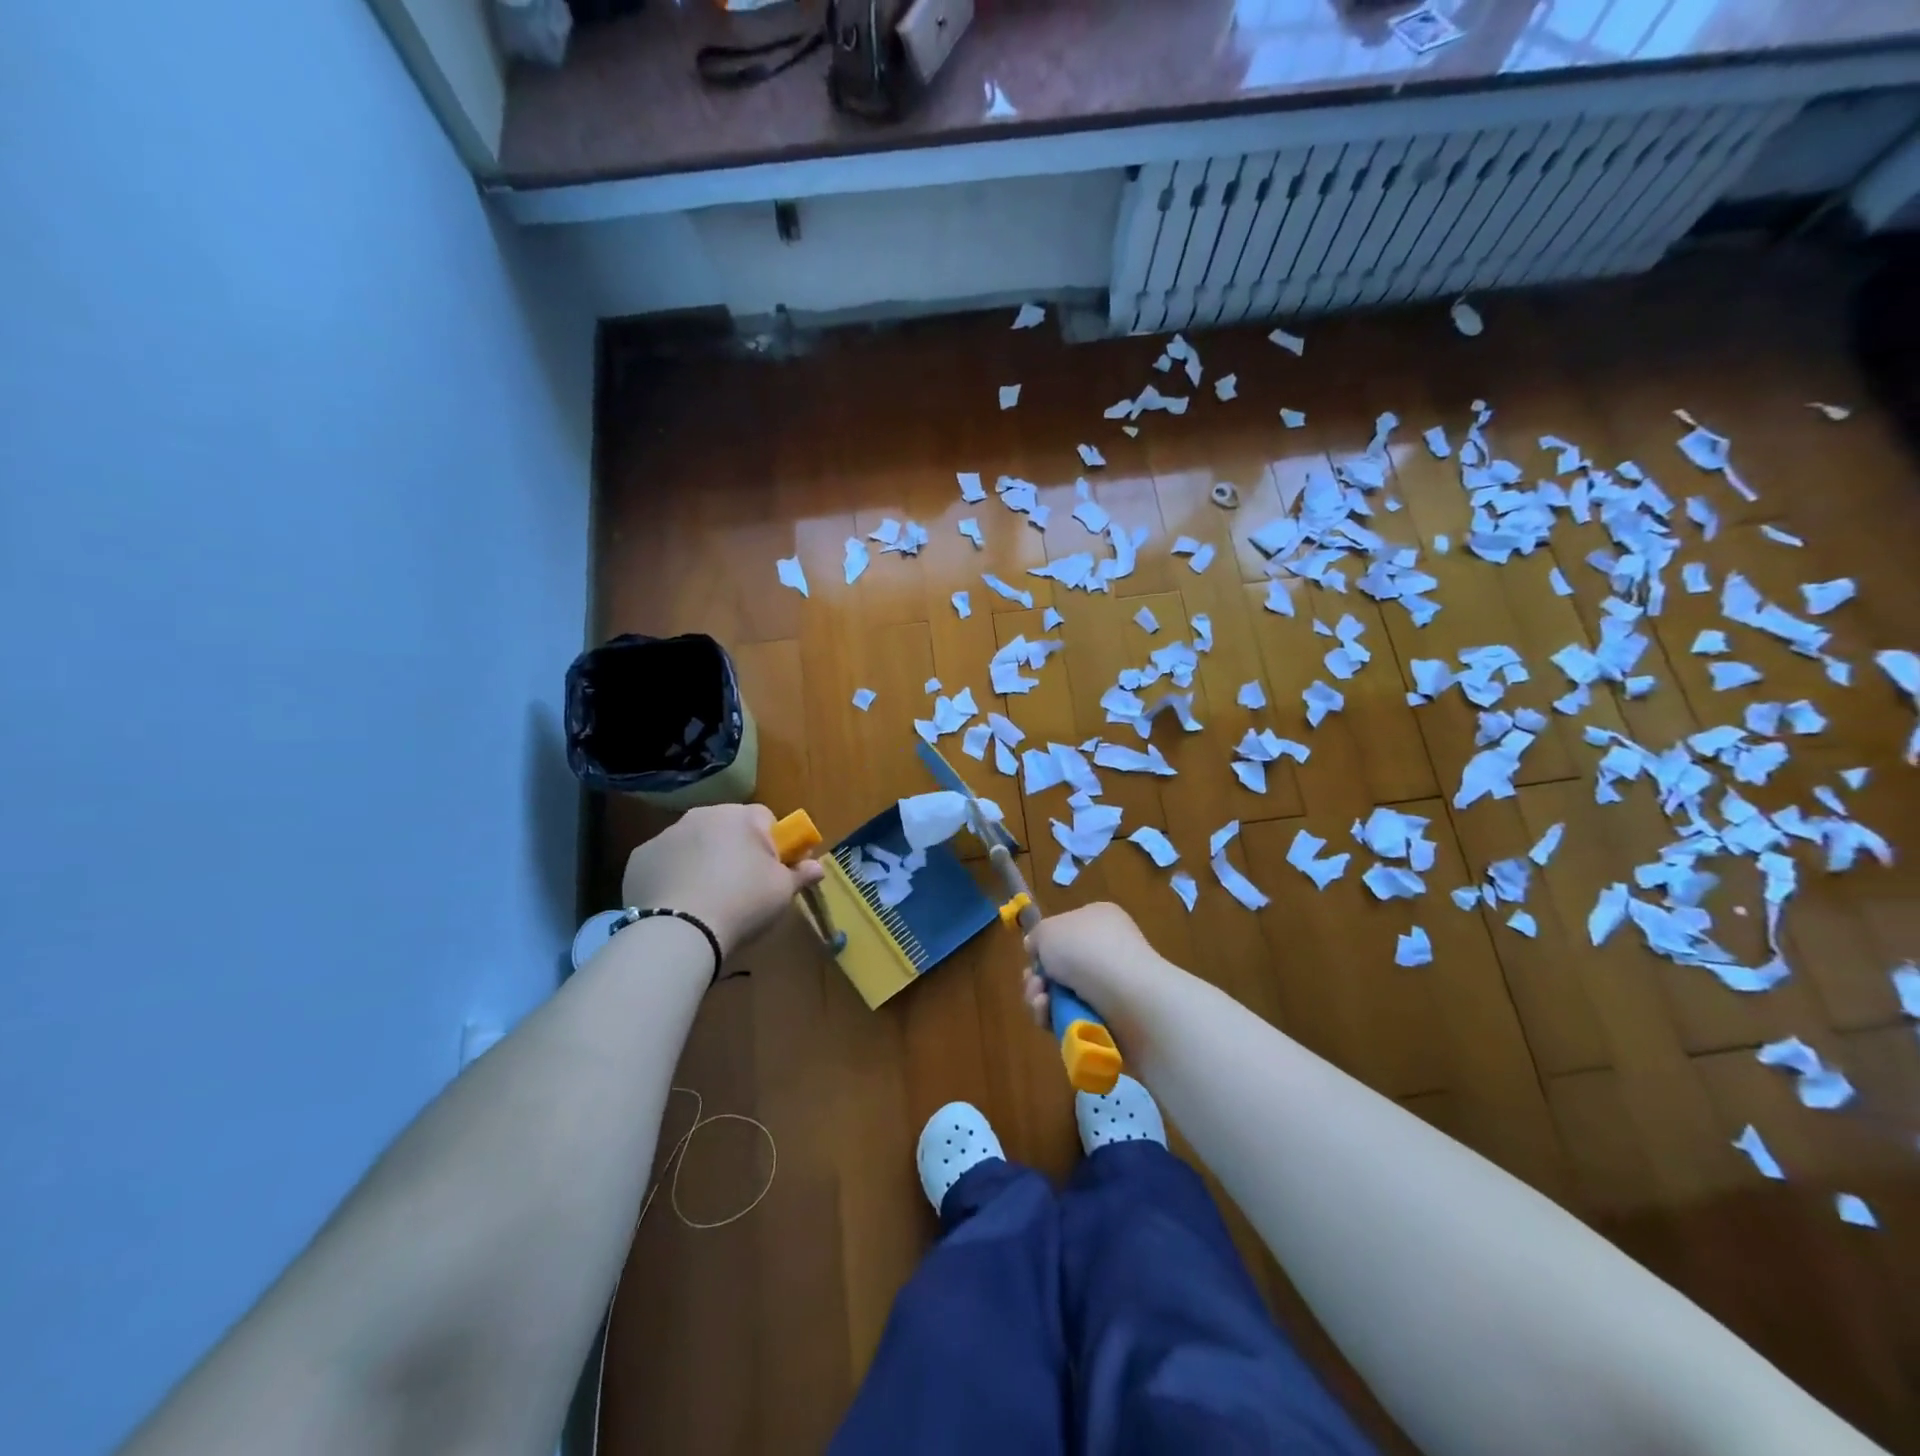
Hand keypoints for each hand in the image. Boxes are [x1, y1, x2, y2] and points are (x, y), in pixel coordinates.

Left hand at [621, 804, 823, 954]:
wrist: (680, 931)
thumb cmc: (743, 903)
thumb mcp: (782, 891)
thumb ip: (801, 874)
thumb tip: (818, 867)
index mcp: (740, 816)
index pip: (765, 819)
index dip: (773, 845)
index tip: (773, 872)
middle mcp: (702, 815)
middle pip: (728, 828)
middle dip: (735, 850)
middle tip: (741, 887)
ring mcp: (666, 835)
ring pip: (694, 843)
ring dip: (703, 861)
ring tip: (707, 899)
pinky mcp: (639, 858)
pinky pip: (666, 862)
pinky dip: (673, 876)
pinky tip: (679, 903)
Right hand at [1021, 902, 1164, 1028]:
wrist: (1127, 996)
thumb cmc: (1085, 950)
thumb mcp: (1048, 930)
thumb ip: (1037, 936)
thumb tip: (1037, 949)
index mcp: (1099, 919)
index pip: (1066, 930)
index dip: (1045, 945)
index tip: (1032, 956)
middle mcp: (1108, 949)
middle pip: (1060, 966)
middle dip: (1038, 978)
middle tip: (1035, 985)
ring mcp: (1112, 985)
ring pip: (1062, 995)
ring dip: (1041, 1000)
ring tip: (1041, 1003)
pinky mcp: (1112, 1019)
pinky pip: (1074, 1018)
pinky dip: (1056, 1018)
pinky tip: (1051, 1017)